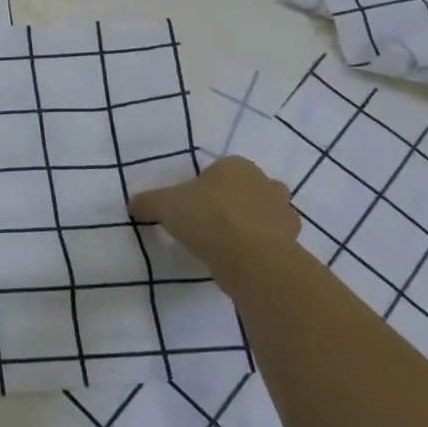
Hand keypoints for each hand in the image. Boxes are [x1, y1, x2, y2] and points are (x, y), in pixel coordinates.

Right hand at [129, 157, 299, 291]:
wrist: (252, 260)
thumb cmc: (208, 218)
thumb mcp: (164, 206)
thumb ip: (148, 202)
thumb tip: (134, 205)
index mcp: (236, 166)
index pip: (220, 169)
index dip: (204, 186)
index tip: (190, 206)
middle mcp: (265, 183)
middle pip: (246, 189)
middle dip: (233, 202)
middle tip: (208, 222)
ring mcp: (283, 213)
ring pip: (263, 214)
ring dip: (249, 225)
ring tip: (224, 244)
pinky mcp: (293, 243)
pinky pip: (271, 241)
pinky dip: (259, 247)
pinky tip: (239, 260)